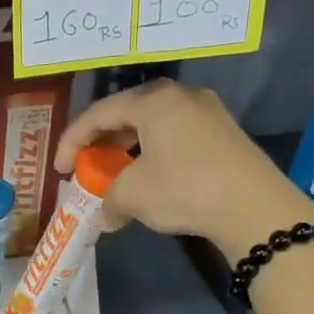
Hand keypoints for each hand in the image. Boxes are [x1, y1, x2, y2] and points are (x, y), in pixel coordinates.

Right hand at [53, 80, 313, 259]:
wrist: (254, 207)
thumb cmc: (184, 189)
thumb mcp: (134, 194)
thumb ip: (109, 199)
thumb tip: (106, 217)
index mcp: (153, 101)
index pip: (98, 114)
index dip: (72, 142)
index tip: (59, 170)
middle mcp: (180, 97)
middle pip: (127, 115)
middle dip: (101, 144)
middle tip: (86, 169)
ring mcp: (206, 114)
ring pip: (152, 128)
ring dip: (127, 153)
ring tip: (115, 177)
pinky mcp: (223, 135)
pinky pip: (174, 139)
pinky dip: (152, 157)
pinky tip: (149, 181)